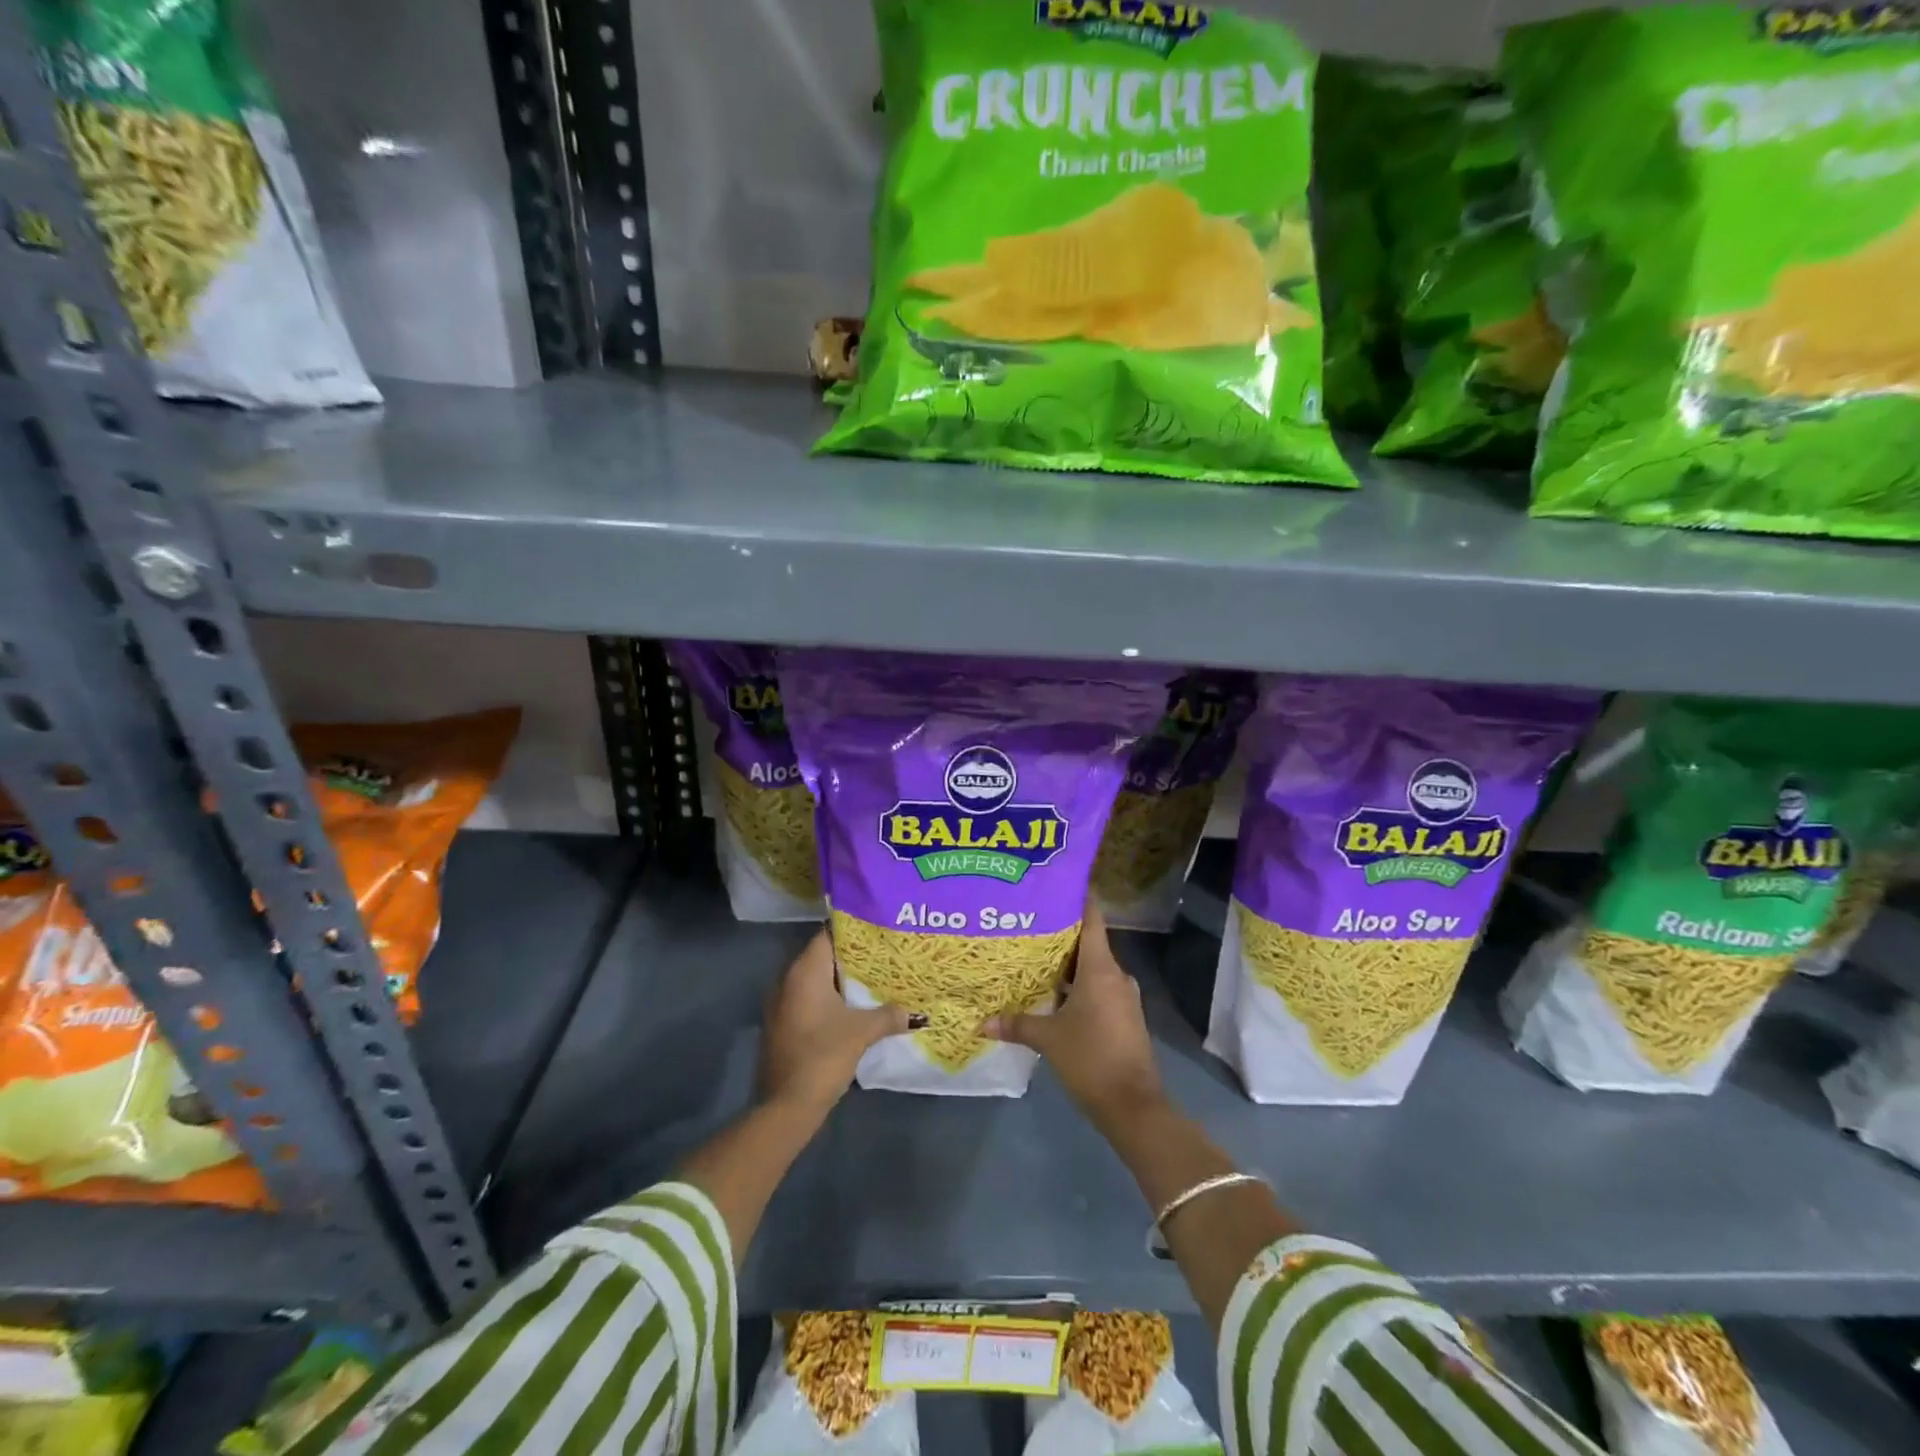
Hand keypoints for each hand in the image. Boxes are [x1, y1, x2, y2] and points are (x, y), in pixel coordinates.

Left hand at [758, 929, 908, 1117]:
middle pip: (823, 957)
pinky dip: (829, 999)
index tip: (877, 931)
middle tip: (883, 954)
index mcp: (804, 972)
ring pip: (816, 980)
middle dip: (851, 957)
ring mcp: (782, 1003)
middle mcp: (788, 980)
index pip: (827, 935)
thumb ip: (889, 1015)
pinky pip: (809, 1000)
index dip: (852, 931)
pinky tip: (853, 1008)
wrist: (787, 1105)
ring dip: (841, 981)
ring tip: (874, 980)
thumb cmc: (824, 1055)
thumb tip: (915, 1014)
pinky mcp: (783, 1024)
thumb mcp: (862, 1032)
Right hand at [983, 902, 1164, 1128]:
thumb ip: (1016, 1024)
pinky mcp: (1124, 1017)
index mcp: (1100, 969)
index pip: (1092, 919)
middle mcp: (1116, 976)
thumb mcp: (1048, 1039)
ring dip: (1069, 964)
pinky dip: (1078, 986)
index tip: (1058, 884)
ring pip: (1093, 969)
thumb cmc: (1090, 1059)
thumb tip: (982, 1022)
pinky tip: (1054, 993)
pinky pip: (1099, 989)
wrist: (1133, 1105)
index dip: (1078, 899)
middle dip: (1061, 934)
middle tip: (1029, 923)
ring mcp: (1123, 997)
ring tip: (1036, 957)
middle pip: (1089, 943)